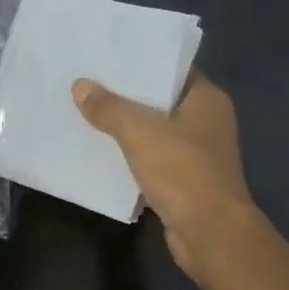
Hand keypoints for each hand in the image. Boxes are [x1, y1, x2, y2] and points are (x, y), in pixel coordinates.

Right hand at [72, 70, 255, 278]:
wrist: (208, 232)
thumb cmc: (182, 171)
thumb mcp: (140, 132)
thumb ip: (109, 108)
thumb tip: (80, 85)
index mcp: (206, 99)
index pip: (172, 69)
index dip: (140, 62)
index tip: (106, 57)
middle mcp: (206, 122)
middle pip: (160, 101)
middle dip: (126, 96)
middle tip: (87, 83)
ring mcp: (196, 155)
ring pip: (154, 133)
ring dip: (126, 129)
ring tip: (86, 114)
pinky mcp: (184, 182)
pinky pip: (152, 161)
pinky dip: (130, 158)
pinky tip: (100, 154)